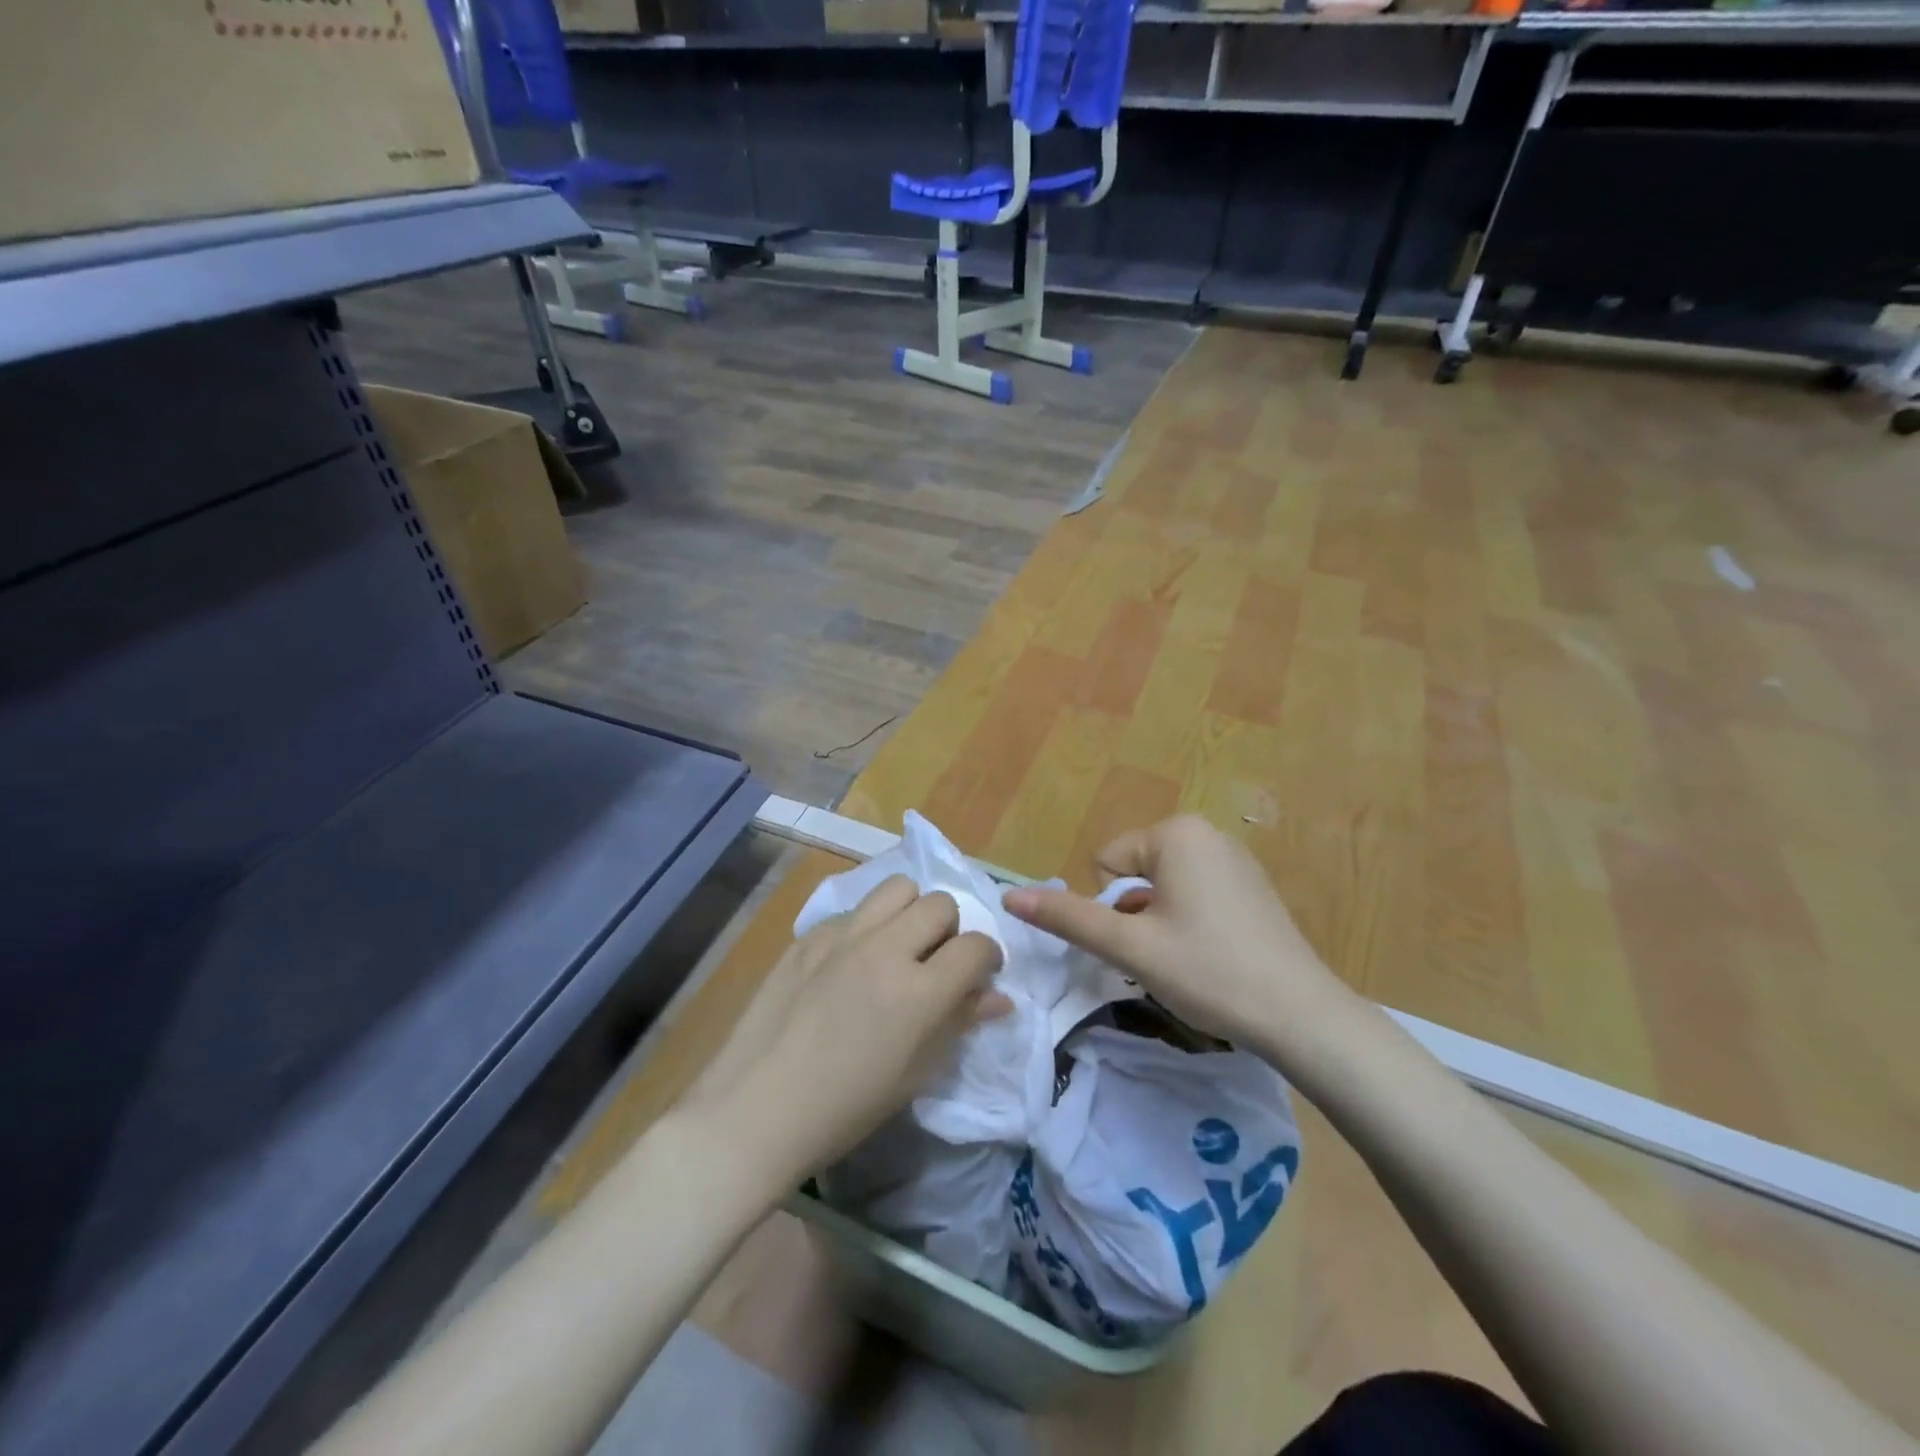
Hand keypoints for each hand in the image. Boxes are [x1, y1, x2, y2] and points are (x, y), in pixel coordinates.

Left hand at [689, 876, 1007, 1183]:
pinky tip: (851, 962)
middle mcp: (884, 949)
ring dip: (911, 911)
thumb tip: (998, 997)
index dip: (988, 957)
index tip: (980, 975)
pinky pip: (854, 910)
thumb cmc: (846, 1107)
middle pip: (940, 904)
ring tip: (898, 945)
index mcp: (918, 992)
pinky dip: (867, 926)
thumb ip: (959, 1022)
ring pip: (897, 888)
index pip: (976, 946)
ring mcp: (842, 935)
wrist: (757, 1109)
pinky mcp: (808, 934)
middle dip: (951, 929)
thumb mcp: (915, 1073)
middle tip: (936, 961)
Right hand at [1001, 815, 1353, 1058]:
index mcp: (1176, 833)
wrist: (1302, 1017)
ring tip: (1192, 960)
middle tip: (1167, 955)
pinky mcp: (1252, 886)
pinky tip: (1214, 957)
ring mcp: (1235, 859)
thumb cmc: (1209, 972)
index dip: (1115, 910)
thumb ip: (1067, 917)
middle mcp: (1207, 833)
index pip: (1107, 864)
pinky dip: (1190, 923)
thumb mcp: (1129, 946)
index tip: (1147, 942)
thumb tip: (1009, 897)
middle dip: (1138, 915)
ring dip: (1161, 922)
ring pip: (1163, 888)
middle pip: (1135, 874)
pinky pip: (1195, 895)